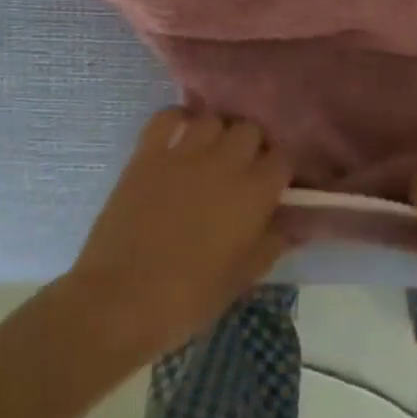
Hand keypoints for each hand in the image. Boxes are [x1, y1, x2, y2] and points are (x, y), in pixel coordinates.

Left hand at [63, 108, 295, 359]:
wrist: (120, 300)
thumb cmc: (188, 298)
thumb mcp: (242, 278)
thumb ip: (272, 244)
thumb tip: (297, 225)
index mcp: (254, 193)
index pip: (283, 158)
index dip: (279, 169)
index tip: (272, 185)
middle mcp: (225, 162)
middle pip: (250, 129)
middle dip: (251, 146)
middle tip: (242, 170)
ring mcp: (184, 153)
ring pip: (213, 119)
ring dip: (217, 134)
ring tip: (210, 155)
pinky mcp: (148, 153)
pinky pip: (167, 117)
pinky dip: (176, 121)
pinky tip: (178, 139)